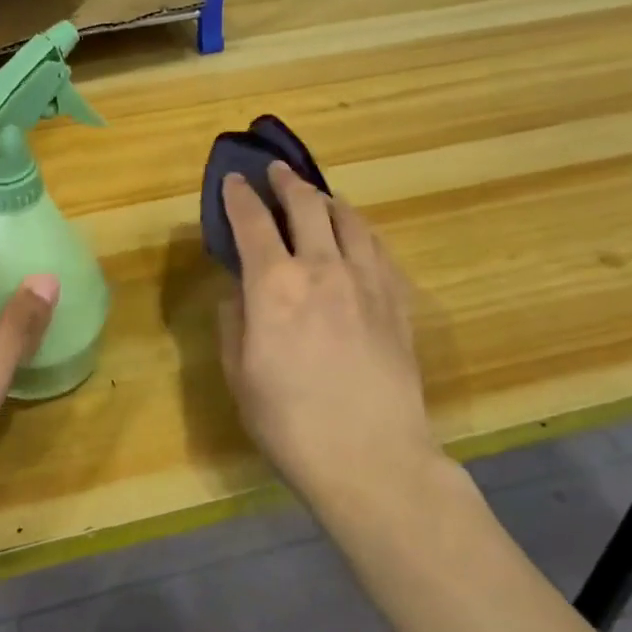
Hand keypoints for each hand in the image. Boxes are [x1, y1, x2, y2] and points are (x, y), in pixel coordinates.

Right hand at [218, 163, 438, 511]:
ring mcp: (367, 280)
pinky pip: (379, 248)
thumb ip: (234, 323)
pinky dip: (362, 231)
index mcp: (274, 285)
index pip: (252, 221)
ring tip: (319, 197)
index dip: (239, 196)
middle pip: (306, 205)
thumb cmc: (291, 424)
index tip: (233, 181)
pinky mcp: (398, 300)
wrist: (373, 459)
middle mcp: (322, 268)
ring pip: (349, 219)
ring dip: (328, 200)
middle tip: (276, 172)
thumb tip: (238, 293)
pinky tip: (358, 237)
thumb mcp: (240, 376)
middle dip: (286, 182)